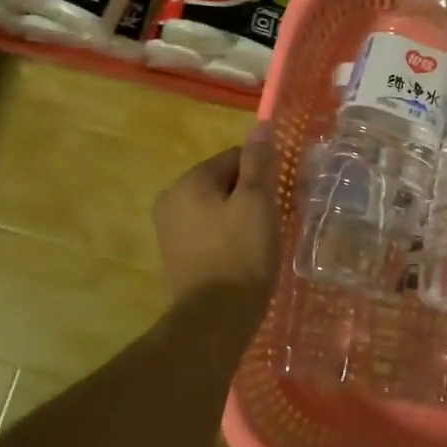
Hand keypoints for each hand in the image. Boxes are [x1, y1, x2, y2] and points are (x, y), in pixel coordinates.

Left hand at [154, 124, 278, 305]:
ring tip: (258, 243)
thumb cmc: (241, 255)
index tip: (278, 199)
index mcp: (190, 181)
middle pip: (223, 182)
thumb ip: (258, 162)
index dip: (261, 174)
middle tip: (271, 223)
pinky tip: (241, 258)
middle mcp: (171, 198)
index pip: (234, 157)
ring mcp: (168, 229)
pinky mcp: (174, 255)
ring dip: (238, 218)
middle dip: (248, 197)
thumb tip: (261, 125)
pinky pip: (207, 232)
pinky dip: (225, 238)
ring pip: (215, 208)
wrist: (214, 321)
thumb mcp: (257, 203)